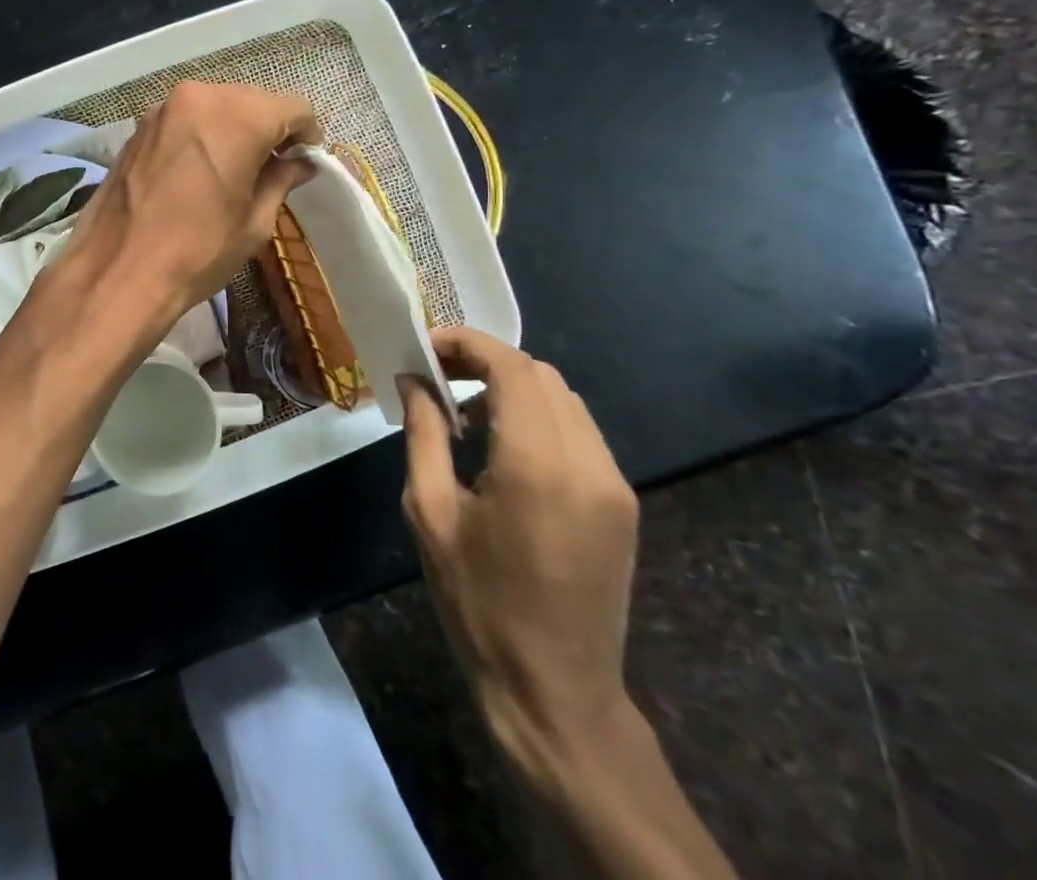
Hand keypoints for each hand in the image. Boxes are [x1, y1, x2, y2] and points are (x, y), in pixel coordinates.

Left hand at [50, 80, 320, 338]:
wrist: (118, 270)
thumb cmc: (198, 251)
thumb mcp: (254, 222)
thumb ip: (281, 181)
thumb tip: (299, 164)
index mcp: (237, 116)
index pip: (293, 107)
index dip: (307, 133)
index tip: (305, 159)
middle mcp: (200, 96)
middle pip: (253, 100)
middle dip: (270, 128)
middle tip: (276, 166)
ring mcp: (163, 108)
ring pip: (217, 105)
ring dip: (234, 129)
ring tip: (237, 169)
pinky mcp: (139, 126)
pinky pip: (186, 118)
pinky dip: (203, 133)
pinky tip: (202, 168)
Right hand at [398, 329, 639, 779]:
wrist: (556, 691)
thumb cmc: (479, 603)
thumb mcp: (430, 513)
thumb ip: (424, 434)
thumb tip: (414, 381)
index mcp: (536, 466)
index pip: (512, 368)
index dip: (468, 344)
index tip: (426, 347)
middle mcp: (588, 464)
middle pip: (541, 375)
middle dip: (487, 361)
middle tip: (438, 375)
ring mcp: (614, 484)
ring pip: (564, 399)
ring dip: (514, 388)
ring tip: (465, 409)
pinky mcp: (622, 504)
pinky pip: (579, 432)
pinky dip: (538, 417)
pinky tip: (502, 445)